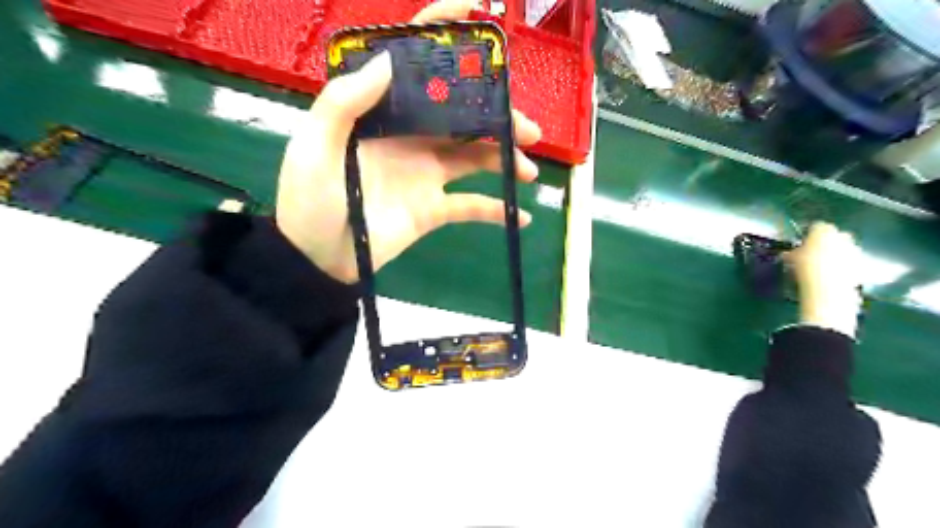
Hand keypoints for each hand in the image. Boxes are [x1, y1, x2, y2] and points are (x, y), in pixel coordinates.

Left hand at [276, 0, 539, 285]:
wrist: (319, 259)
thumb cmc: (310, 201)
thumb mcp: (314, 146)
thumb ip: (344, 103)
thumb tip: (388, 60)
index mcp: (381, 114)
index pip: (413, 64)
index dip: (443, 32)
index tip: (477, 9)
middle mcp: (410, 137)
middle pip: (460, 114)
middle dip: (496, 115)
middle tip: (526, 127)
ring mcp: (426, 173)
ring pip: (474, 156)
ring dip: (505, 159)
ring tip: (529, 169)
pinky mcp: (434, 209)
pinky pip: (471, 207)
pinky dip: (497, 211)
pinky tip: (522, 215)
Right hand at [787, 223, 864, 334]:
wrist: (828, 287)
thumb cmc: (805, 267)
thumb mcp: (790, 259)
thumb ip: (791, 253)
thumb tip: (787, 254)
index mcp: (823, 229)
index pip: (815, 226)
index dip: (807, 234)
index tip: (800, 242)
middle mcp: (842, 235)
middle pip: (833, 235)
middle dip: (825, 242)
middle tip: (812, 252)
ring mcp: (854, 249)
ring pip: (843, 248)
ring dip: (835, 254)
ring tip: (821, 266)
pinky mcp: (861, 264)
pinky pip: (849, 261)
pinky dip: (842, 266)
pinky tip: (830, 275)